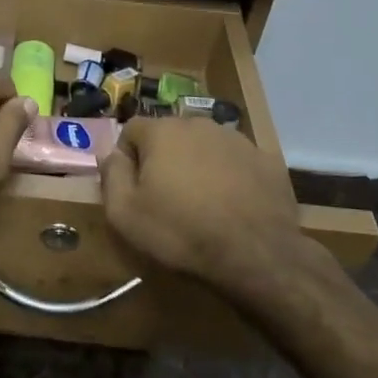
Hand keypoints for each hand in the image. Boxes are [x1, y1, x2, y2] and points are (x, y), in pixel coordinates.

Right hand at [99, 118, 313, 285]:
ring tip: (202, 203)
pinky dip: (230, 177)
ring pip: (204, 146)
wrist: (257, 254)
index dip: (127, 157)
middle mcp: (199, 124)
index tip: (134, 188)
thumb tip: (111, 154)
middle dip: (164, 158)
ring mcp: (236, 139)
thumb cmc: (182, 232)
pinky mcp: (266, 159)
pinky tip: (232, 206)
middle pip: (170, 135)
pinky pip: (236, 162)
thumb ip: (111, 175)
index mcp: (163, 131)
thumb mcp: (125, 213)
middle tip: (167, 197)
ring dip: (198, 165)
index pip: (131, 129)